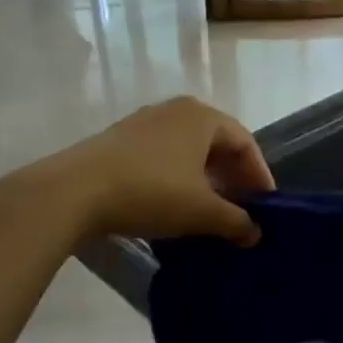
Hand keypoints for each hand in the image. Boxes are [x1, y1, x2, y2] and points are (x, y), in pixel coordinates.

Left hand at [52, 96, 274, 245]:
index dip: (259, 175)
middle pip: (216, 143)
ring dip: (205, 179)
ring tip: (211, 211)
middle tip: (242, 209)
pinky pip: (163, 156)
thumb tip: (254, 232)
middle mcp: (175, 110)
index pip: (244, 142)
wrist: (75, 191)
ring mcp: (145, 123)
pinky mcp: (120, 140)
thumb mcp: (201, 211)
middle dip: (232, 177)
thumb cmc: (151, 191)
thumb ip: (235, 220)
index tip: (267, 206)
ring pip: (188, 150)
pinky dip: (178, 178)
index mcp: (202, 117)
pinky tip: (175, 205)